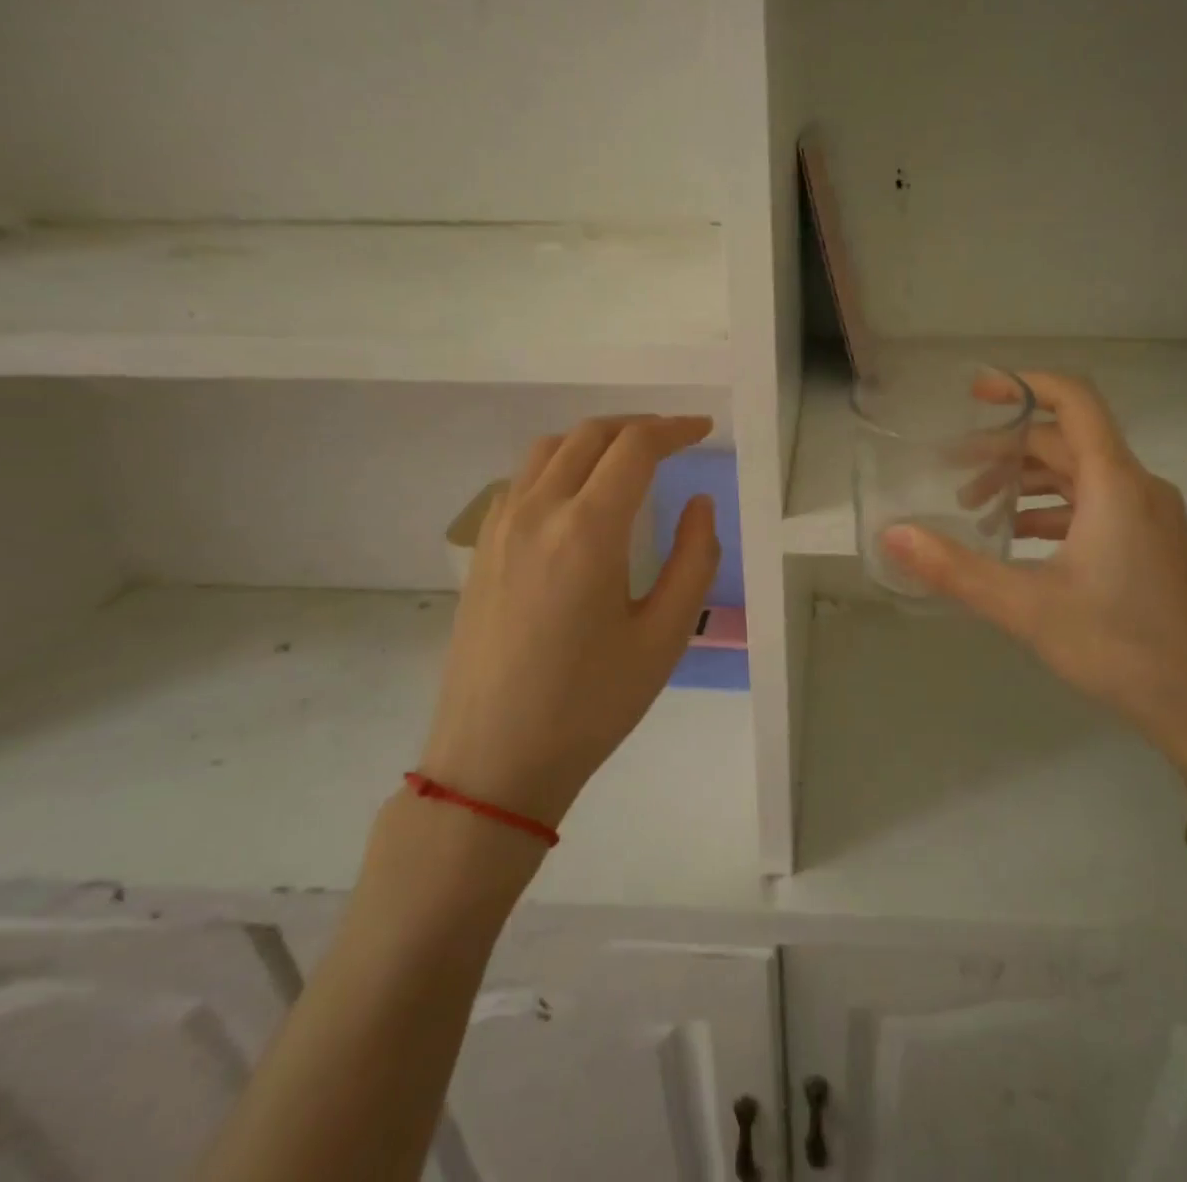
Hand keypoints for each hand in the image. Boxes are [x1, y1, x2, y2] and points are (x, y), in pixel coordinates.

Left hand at [421, 416, 720, 827]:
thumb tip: (698, 503)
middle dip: (638, 427)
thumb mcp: (664, 636)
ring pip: (549, 450)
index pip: (634, 447)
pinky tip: (578, 497)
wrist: (494, 759)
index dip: (674, 429)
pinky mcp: (482, 549)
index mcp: (587, 529)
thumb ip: (694, 559)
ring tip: (629, 460)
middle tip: (675, 441)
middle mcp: (537, 512)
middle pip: (590, 435)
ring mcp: (500, 528)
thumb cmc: (590, 703)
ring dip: (595, 440)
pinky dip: (559, 465)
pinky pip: (522, 480)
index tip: (704, 430)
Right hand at [883, 372, 1186, 772]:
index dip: (1023, 385)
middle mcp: (1138, 487)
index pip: (1074, 401)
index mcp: (1115, 484)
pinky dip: (1052, 511)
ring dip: (1027, 483)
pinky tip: (1019, 540)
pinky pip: (1095, 505)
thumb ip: (955, 568)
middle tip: (953, 473)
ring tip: (977, 510)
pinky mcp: (1152, 545)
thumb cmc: (1119, 647)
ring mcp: (1150, 517)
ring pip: (1080, 476)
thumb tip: (893, 535)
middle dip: (1007, 451)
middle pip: (1067, 442)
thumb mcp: (1027, 607)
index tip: (975, 394)